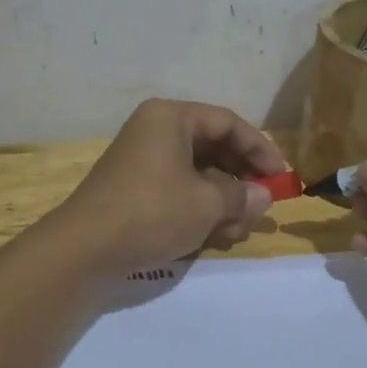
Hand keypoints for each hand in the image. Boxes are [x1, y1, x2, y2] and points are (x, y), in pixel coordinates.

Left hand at [48, 99, 290, 273]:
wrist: (85, 248)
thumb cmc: (152, 212)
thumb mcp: (206, 204)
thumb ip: (241, 195)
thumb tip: (263, 196)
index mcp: (171, 118)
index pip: (228, 123)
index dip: (260, 150)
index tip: (281, 178)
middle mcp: (155, 131)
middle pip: (213, 148)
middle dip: (240, 181)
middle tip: (261, 208)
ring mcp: (142, 161)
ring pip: (197, 174)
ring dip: (222, 201)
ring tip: (235, 231)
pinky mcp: (134, 189)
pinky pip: (177, 190)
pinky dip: (198, 210)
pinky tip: (213, 237)